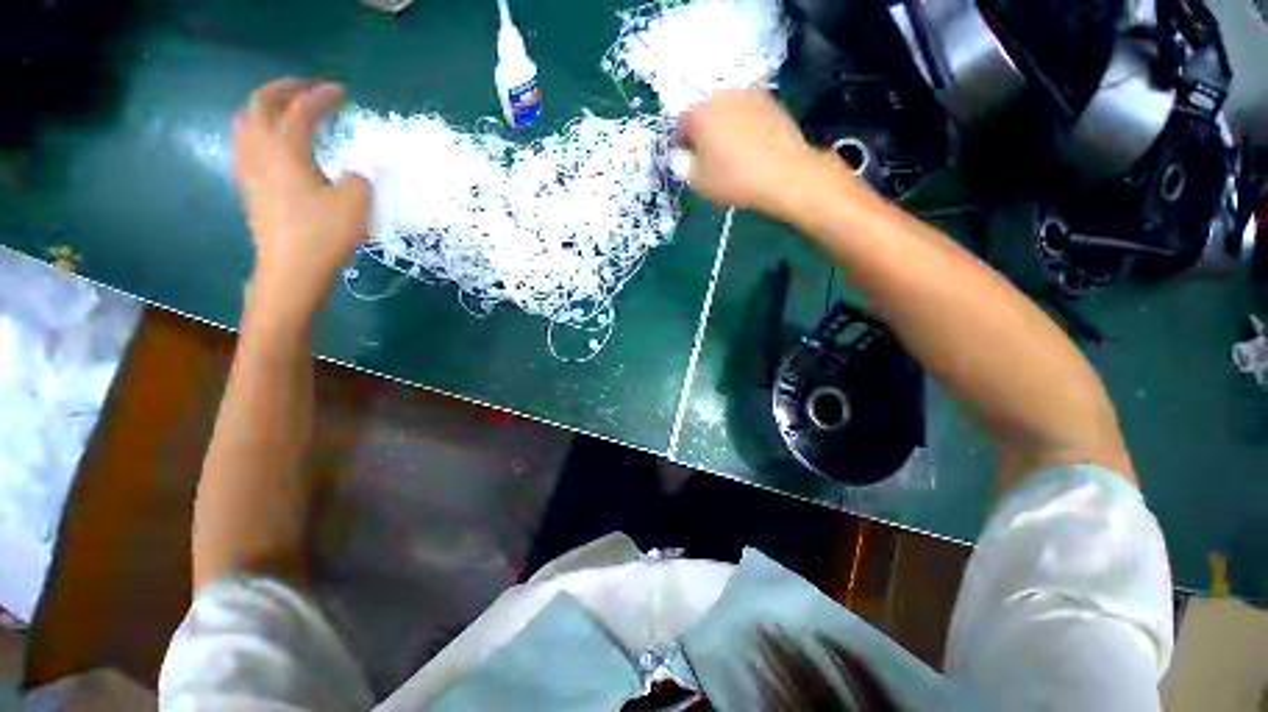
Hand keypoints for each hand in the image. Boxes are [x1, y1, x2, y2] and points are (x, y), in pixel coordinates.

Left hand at [234, 77, 369, 324]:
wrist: (291, 268)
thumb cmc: (324, 233)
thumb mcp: (357, 202)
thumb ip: (361, 177)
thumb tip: (356, 172)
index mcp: (285, 148)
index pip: (301, 108)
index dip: (322, 95)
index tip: (341, 91)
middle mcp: (259, 149)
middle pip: (259, 102)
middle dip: (283, 88)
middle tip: (307, 88)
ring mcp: (248, 168)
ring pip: (245, 121)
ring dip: (265, 106)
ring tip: (286, 109)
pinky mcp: (248, 186)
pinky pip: (245, 142)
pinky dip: (259, 129)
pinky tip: (274, 142)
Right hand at [676, 90, 856, 219]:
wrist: (785, 174)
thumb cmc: (735, 179)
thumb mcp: (699, 182)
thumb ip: (684, 166)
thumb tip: (683, 158)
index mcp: (700, 113)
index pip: (681, 124)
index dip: (681, 144)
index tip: (686, 160)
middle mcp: (722, 95)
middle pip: (704, 113)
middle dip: (702, 132)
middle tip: (708, 157)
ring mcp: (749, 95)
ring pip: (727, 110)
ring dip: (723, 127)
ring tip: (731, 153)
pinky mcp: (771, 101)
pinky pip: (747, 113)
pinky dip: (744, 126)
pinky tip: (750, 147)